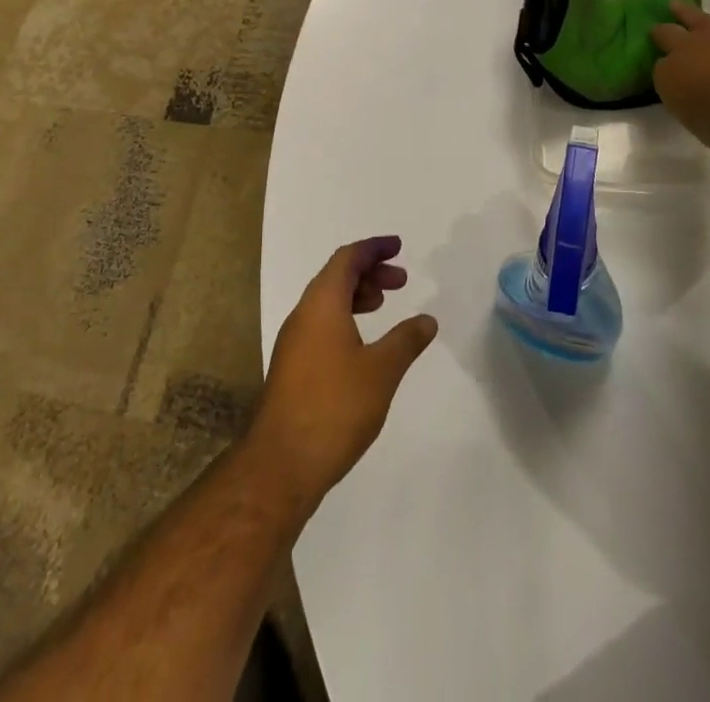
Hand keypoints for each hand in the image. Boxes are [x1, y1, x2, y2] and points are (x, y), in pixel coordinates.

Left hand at [250, 237, 438, 512]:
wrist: (282, 463)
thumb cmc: (335, 407)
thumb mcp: (381, 371)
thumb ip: (406, 340)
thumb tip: (427, 319)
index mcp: (321, 303)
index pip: (347, 258)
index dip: (373, 248)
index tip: (398, 247)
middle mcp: (303, 314)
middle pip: (335, 276)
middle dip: (369, 271)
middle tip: (401, 280)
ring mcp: (294, 341)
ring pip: (327, 301)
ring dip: (357, 295)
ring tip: (384, 305)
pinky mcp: (292, 366)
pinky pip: (321, 323)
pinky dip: (345, 317)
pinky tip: (363, 344)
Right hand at [652, 0, 709, 155]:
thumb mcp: (690, 118)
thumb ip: (686, 99)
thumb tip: (689, 87)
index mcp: (672, 75)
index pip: (661, 67)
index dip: (662, 66)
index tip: (662, 70)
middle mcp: (691, 50)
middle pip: (673, 36)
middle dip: (666, 33)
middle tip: (658, 31)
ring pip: (702, 19)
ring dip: (688, 11)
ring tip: (678, 2)